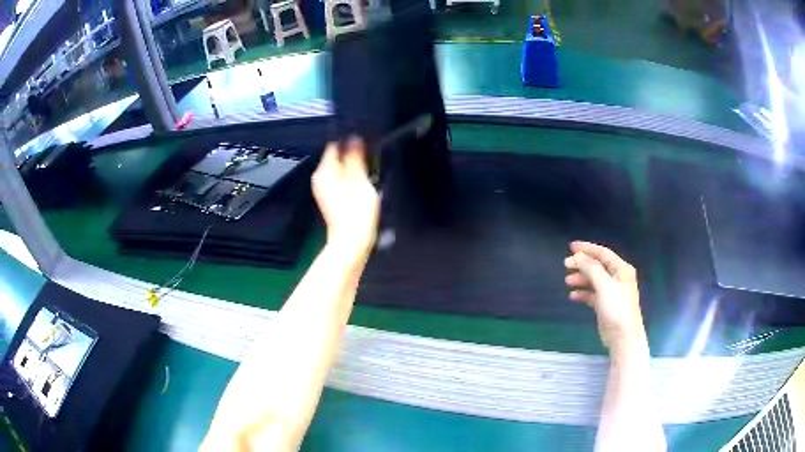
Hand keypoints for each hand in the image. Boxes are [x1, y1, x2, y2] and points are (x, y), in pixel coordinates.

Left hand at [313, 138, 379, 262]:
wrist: (352, 241)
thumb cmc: (356, 211)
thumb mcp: (359, 178)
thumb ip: (355, 156)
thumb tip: (354, 139)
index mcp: (324, 172)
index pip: (334, 146)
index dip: (350, 142)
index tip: (365, 143)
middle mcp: (321, 179)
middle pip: (337, 158)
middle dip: (353, 156)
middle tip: (371, 159)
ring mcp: (326, 191)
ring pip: (341, 171)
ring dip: (355, 169)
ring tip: (369, 173)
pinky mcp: (333, 200)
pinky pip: (343, 182)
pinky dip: (353, 181)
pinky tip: (364, 187)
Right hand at [564, 241, 646, 352]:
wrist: (623, 337)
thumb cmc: (617, 308)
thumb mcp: (604, 285)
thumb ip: (591, 268)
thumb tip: (578, 255)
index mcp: (621, 269)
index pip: (603, 253)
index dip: (587, 248)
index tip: (571, 247)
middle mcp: (618, 278)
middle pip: (597, 266)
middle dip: (582, 264)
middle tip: (565, 265)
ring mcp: (612, 292)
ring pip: (594, 280)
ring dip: (581, 278)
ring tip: (567, 281)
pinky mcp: (606, 305)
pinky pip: (592, 294)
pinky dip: (583, 293)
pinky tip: (573, 296)